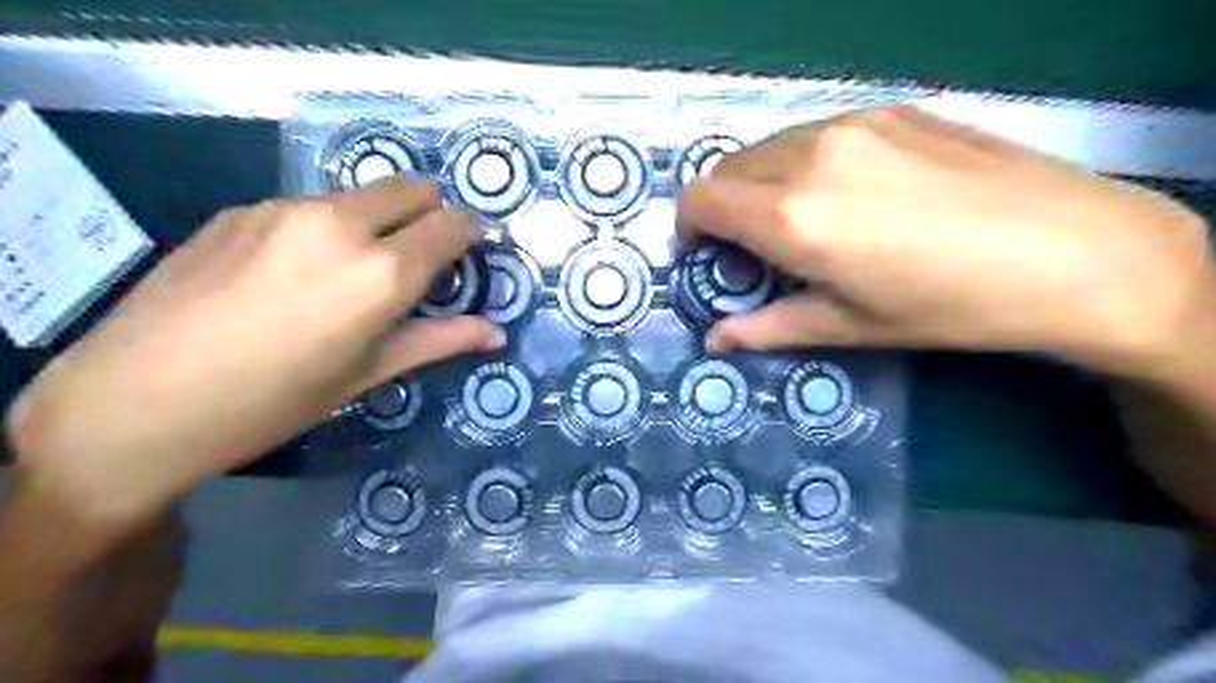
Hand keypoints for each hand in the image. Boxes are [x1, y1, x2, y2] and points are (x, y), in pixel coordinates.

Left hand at [0, 175, 501, 527]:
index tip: (473, 247)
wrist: (135, 401)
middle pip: (411, 189)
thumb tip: (496, 333)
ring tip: (351, 272)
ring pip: (359, 196)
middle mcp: (340, 224)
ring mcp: (284, 210)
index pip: (450, 226)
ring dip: (377, 220)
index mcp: (381, 272)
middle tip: (422, 257)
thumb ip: (438, 341)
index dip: (470, 232)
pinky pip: (309, 207)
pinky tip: (293, 274)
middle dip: (430, 213)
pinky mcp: (241, 209)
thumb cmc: (273, 401)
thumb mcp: (366, 374)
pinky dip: (326, 228)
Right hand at [680, 103, 1208, 376]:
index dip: (687, 229)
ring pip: (768, 148)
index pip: (699, 199)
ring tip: (802, 222)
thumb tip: (714, 340)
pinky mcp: (888, 109)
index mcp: (792, 216)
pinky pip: (814, 133)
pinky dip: (802, 164)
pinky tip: (849, 194)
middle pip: (727, 169)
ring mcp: (852, 124)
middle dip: (721, 209)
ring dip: (760, 184)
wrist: (1073, 251)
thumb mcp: (847, 327)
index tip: (706, 257)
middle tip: (753, 249)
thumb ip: (766, 328)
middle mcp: (809, 156)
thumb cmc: (947, 306)